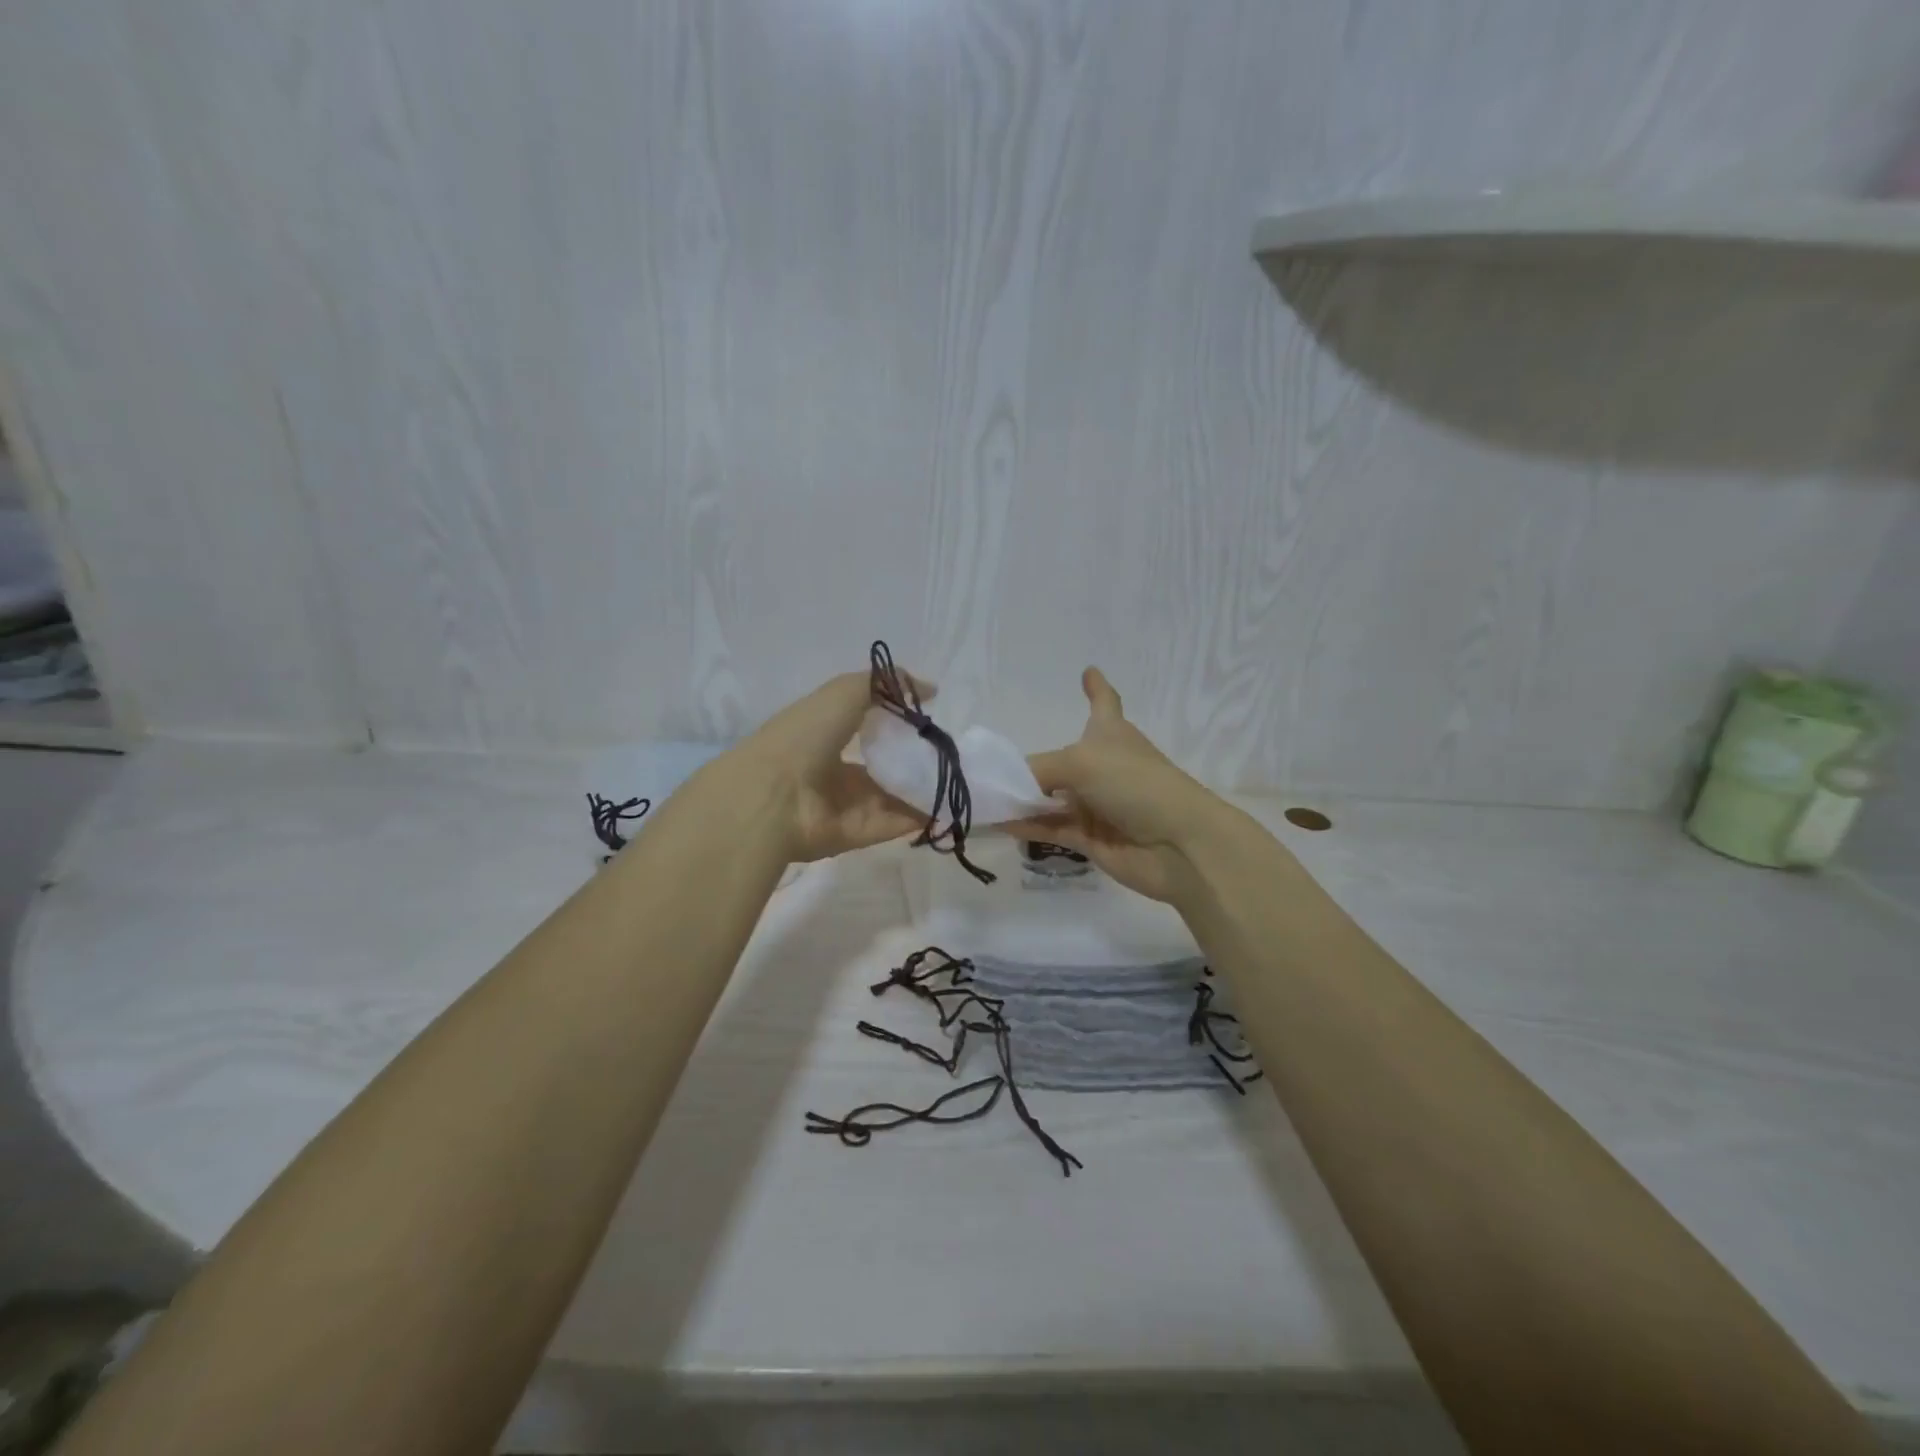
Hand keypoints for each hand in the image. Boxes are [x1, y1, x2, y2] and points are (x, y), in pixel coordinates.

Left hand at [724, 668, 930, 862]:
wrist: (771, 798)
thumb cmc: (804, 737)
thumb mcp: (844, 692)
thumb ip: (885, 684)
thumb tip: (929, 689)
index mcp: (823, 733)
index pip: (865, 725)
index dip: (896, 722)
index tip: (929, 719)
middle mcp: (833, 770)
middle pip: (881, 765)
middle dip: (913, 759)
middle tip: (950, 753)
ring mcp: (845, 805)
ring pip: (892, 796)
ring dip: (922, 788)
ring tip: (959, 779)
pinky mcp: (857, 834)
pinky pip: (895, 823)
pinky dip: (921, 816)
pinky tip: (949, 805)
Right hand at [1006, 668, 1237, 902]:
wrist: (1176, 844)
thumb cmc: (1134, 784)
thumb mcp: (1079, 763)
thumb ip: (1037, 772)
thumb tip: (1008, 790)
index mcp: (1110, 734)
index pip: (1104, 702)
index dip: (1096, 687)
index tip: (1089, 670)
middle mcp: (1102, 767)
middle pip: (1063, 759)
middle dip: (1032, 763)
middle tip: (990, 765)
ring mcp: (1096, 804)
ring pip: (1051, 798)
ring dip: (1021, 799)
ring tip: (982, 797)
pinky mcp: (1091, 839)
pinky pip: (1050, 828)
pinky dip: (1025, 825)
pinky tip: (997, 822)